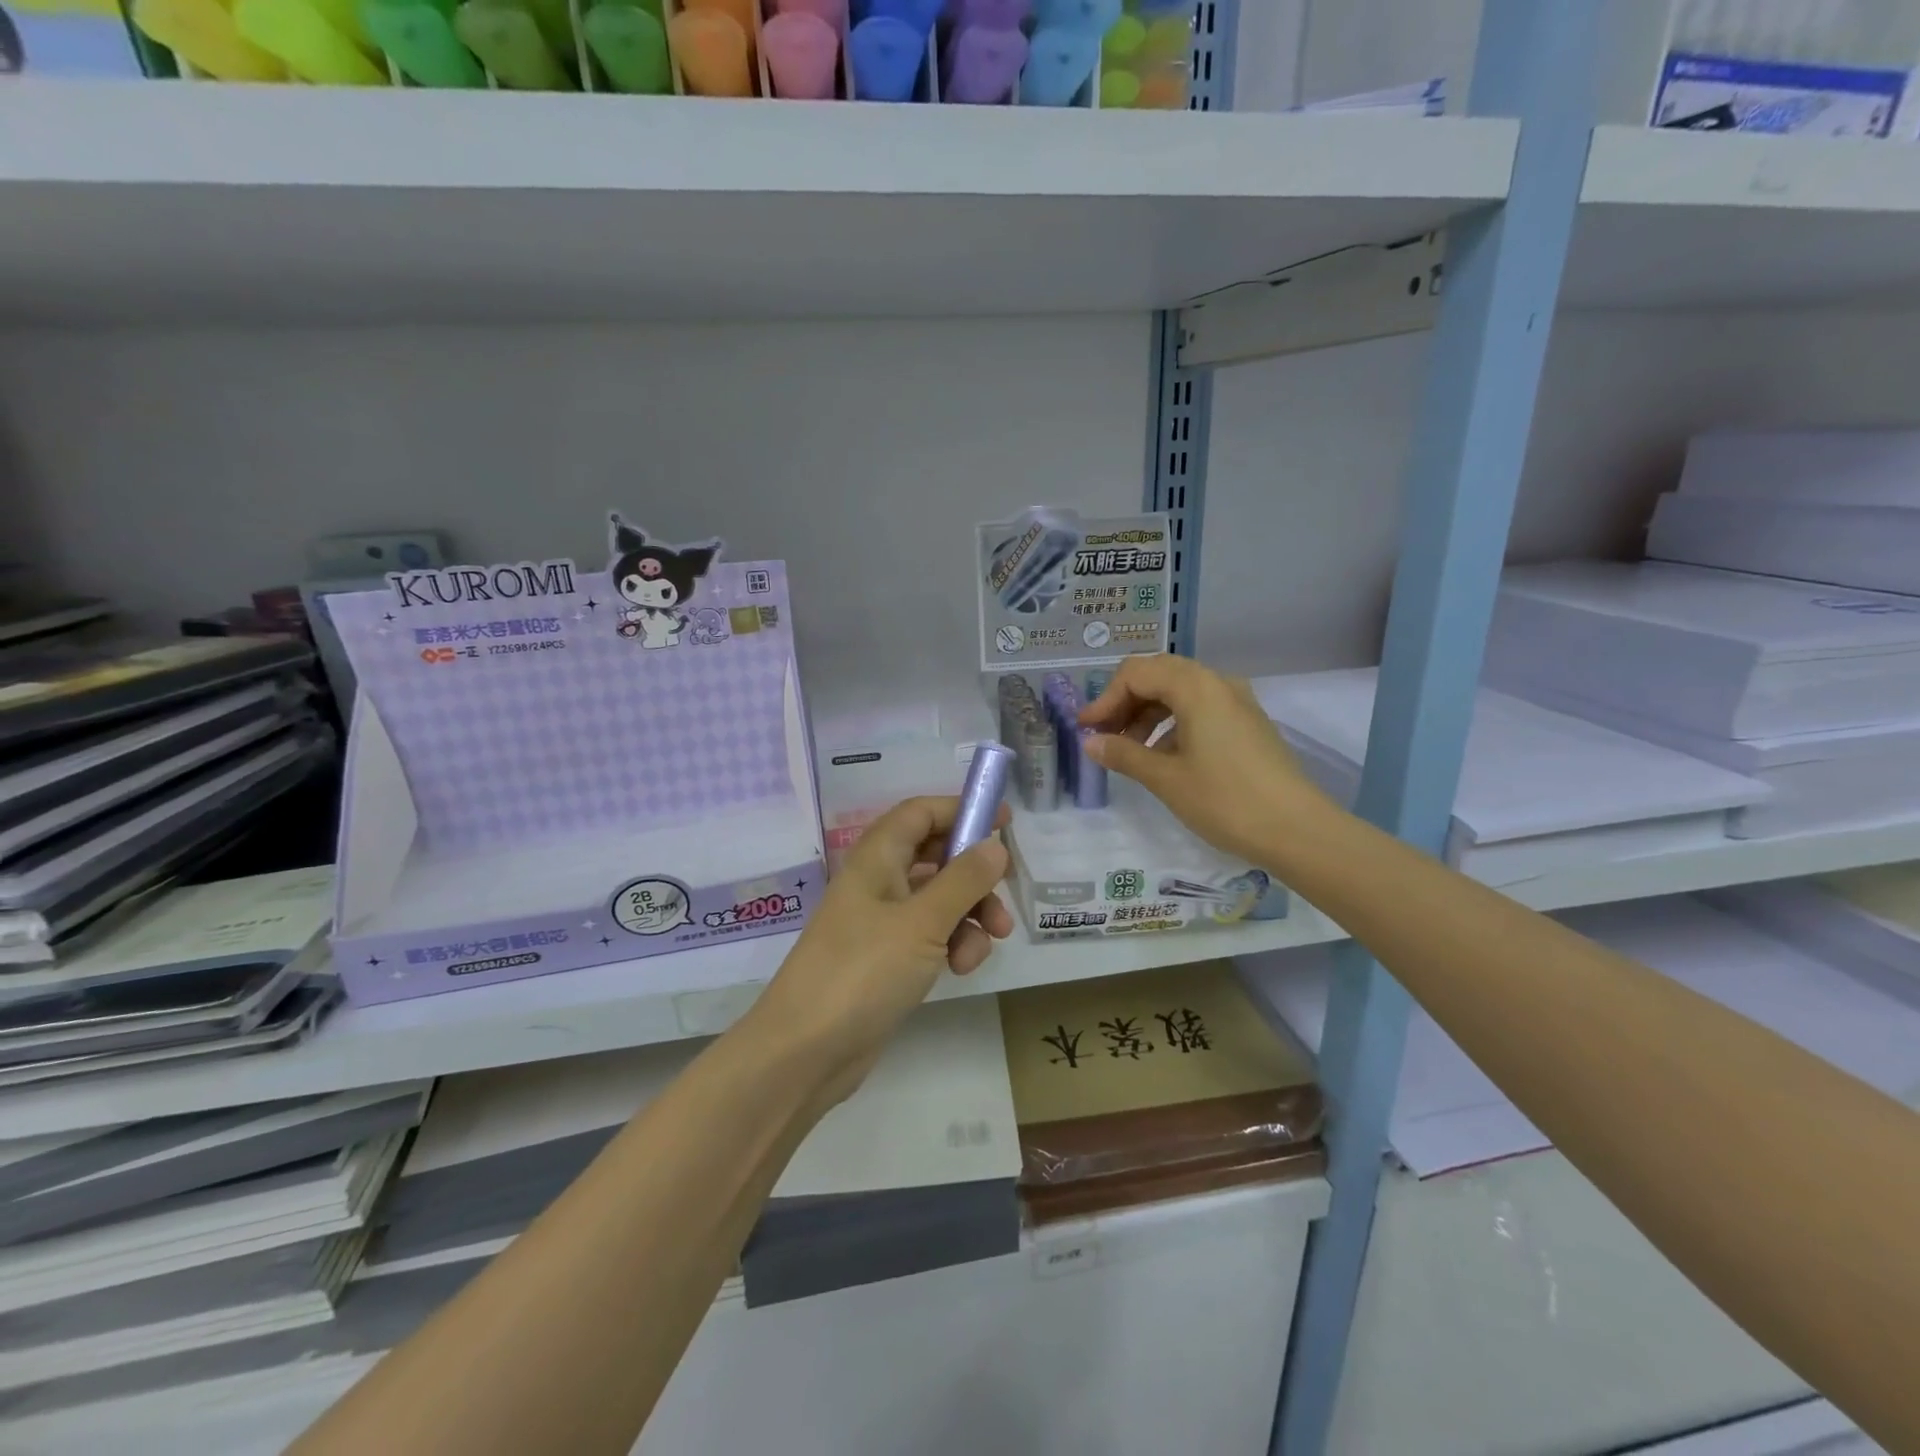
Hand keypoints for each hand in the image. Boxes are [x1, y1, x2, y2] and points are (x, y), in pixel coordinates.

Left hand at [751, 796, 1013, 1084]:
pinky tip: (961, 968)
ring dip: (970, 914)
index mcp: (876, 858)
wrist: (805, 1052)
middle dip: (974, 873)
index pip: (920, 813)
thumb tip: (994, 846)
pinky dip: (952, 943)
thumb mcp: (922, 922)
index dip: (960, 810)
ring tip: (992, 941)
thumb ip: (963, 880)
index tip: (1004, 821)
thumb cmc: (862, 972)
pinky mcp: (886, 959)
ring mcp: (880, 922)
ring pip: (938, 899)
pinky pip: (929, 935)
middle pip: (934, 856)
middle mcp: (877, 882)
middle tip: (1006, 889)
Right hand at [1079, 654, 1325, 865]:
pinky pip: (1200, 708)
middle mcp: (1217, 683)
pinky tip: (1162, 757)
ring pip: (1180, 692)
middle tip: (1103, 735)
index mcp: (1196, 687)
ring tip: (1129, 750)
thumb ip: (1124, 755)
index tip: (1086, 730)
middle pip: (1158, 675)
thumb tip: (1091, 743)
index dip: (1105, 699)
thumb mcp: (1166, 779)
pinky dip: (1173, 723)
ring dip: (1147, 714)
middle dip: (1125, 702)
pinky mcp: (1247, 724)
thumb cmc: (1225, 800)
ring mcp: (1237, 702)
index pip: (1136, 673)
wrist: (1297, 830)